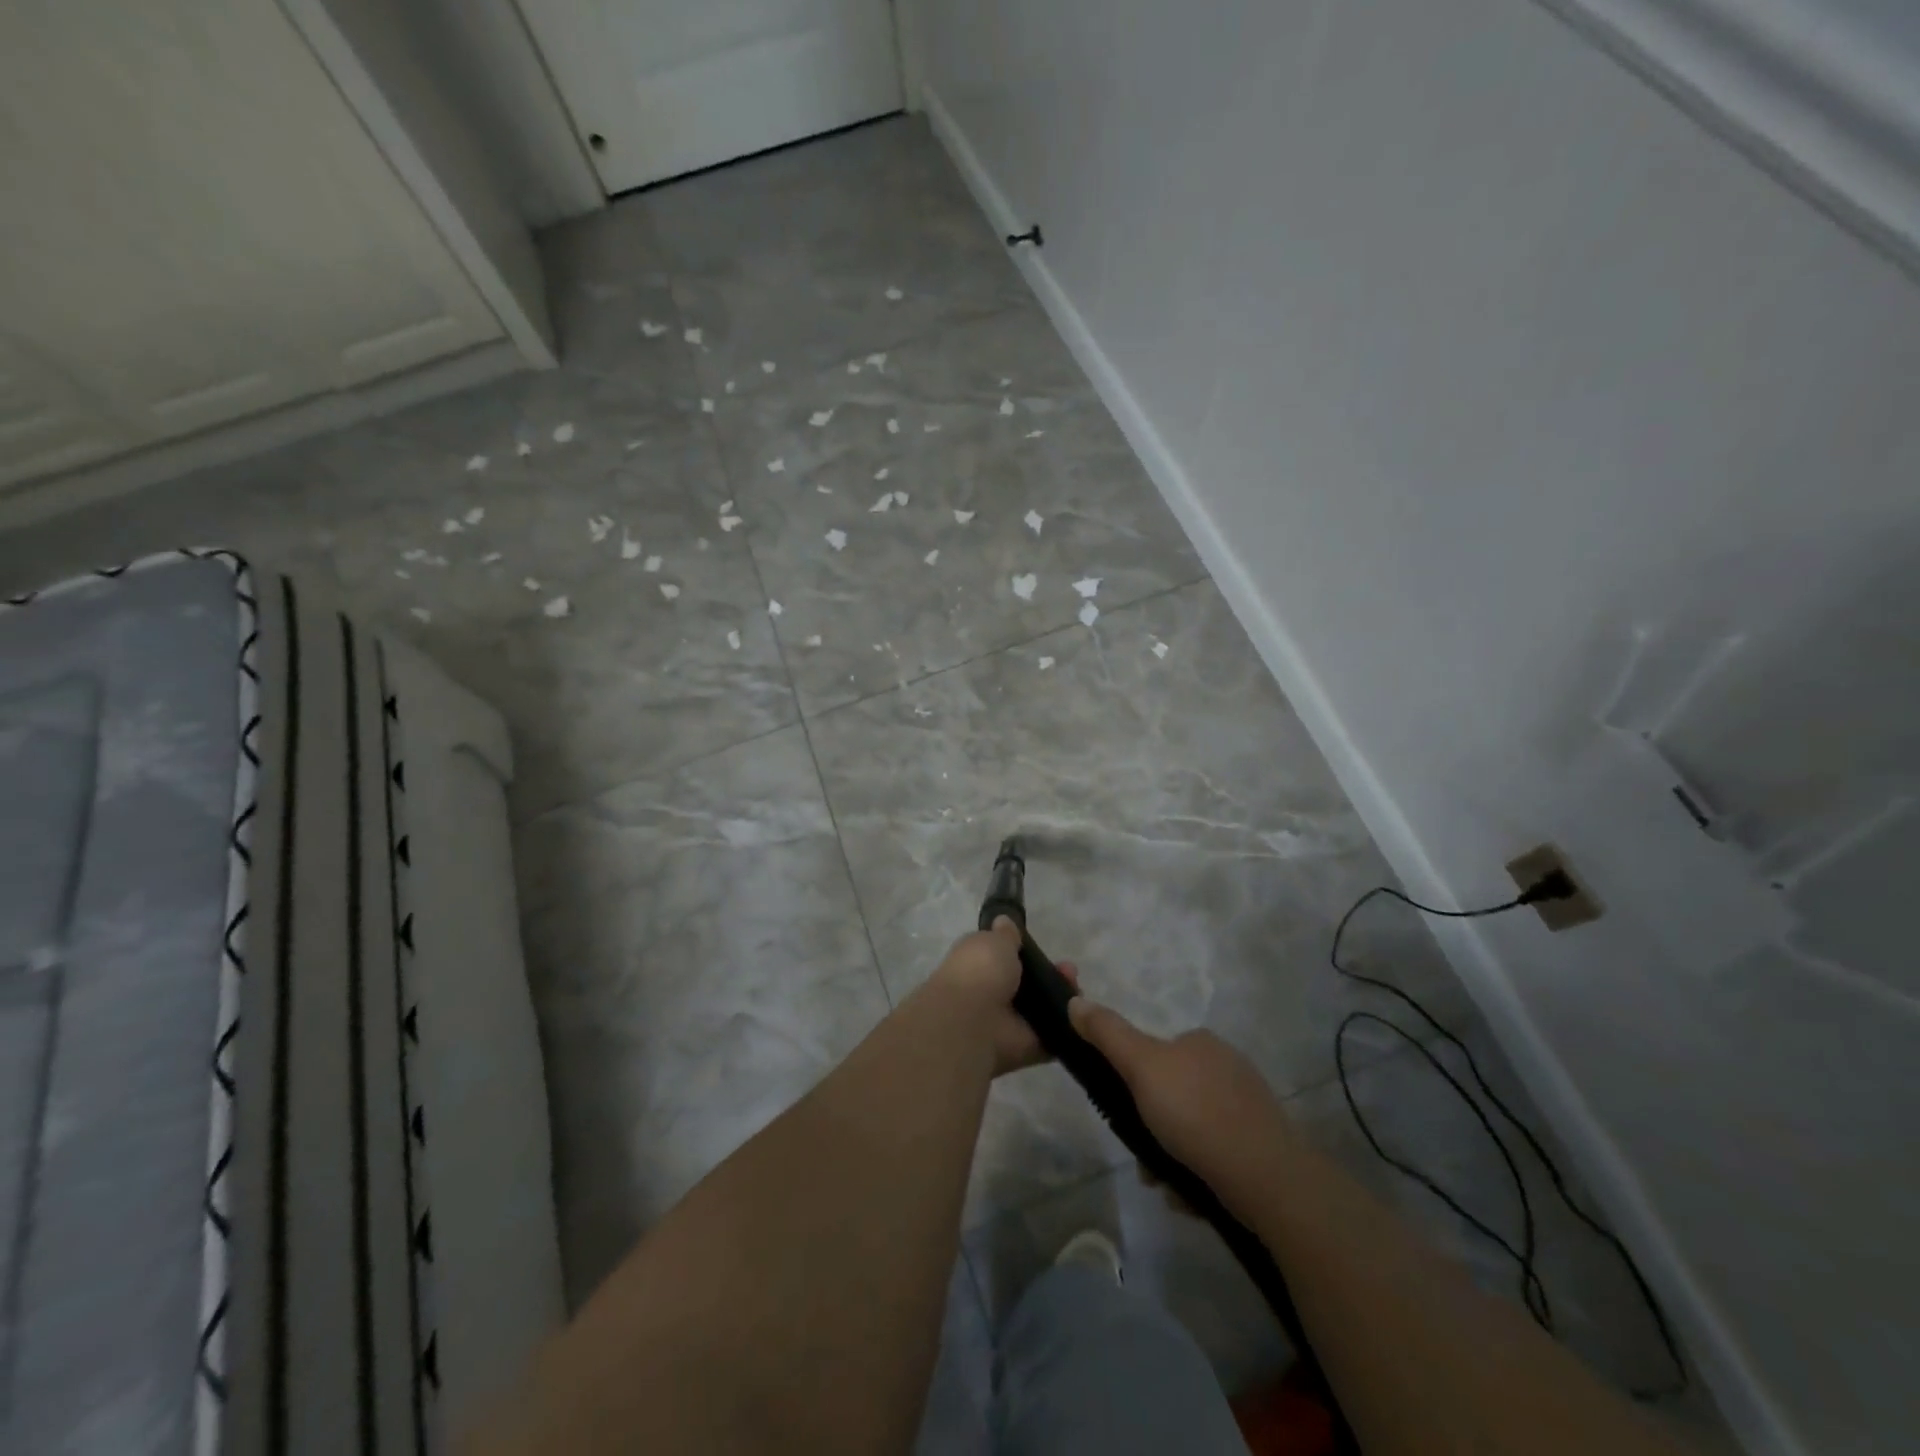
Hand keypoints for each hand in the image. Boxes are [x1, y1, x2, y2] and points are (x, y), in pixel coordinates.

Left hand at [925, 917, 1078, 1077]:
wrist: (972, 1021)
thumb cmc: (979, 972)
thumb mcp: (993, 941)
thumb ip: (1005, 935)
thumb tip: (1004, 921)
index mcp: (979, 966)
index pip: (1005, 958)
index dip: (1026, 953)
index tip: (1043, 947)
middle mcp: (993, 995)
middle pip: (1030, 985)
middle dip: (1052, 976)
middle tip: (1070, 970)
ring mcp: (1010, 1024)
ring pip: (1044, 1009)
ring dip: (1063, 999)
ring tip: (1077, 989)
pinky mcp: (1028, 1048)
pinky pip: (1052, 1037)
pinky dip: (1068, 1029)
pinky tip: (1083, 1016)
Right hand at [1066, 999, 1294, 1213]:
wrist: (1266, 1179)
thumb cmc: (1196, 1113)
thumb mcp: (1141, 1066)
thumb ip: (1107, 1034)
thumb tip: (1075, 1000)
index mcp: (1201, 1042)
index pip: (1156, 1054)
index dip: (1135, 1084)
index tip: (1124, 1114)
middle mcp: (1228, 1067)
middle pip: (1171, 1096)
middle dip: (1151, 1129)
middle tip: (1143, 1159)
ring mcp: (1248, 1108)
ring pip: (1191, 1130)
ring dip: (1170, 1157)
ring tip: (1165, 1185)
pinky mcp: (1261, 1147)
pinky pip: (1215, 1156)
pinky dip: (1197, 1174)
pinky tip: (1191, 1195)